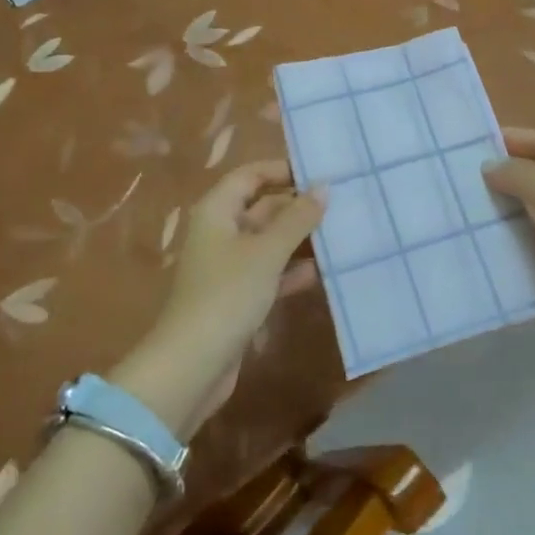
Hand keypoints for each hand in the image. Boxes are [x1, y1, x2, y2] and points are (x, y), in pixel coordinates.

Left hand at [114, 161, 324, 437]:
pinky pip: (269, 271)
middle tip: (341, 204)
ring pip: (269, 241)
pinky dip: (292, 270)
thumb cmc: (227, 294)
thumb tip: (323, 186)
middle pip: (262, 207)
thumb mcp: (267, 251)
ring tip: (341, 232)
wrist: (193, 364)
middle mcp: (220, 232)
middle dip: (297, 206)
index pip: (250, 175)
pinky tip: (323, 271)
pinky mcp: (238, 296)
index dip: (281, 170)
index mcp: (217, 211)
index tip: (319, 173)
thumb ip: (297, 218)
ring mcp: (228, 266)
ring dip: (299, 239)